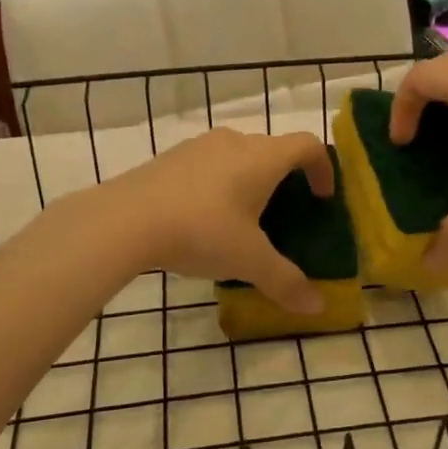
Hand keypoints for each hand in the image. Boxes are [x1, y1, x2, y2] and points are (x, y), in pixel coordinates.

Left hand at [99, 129, 334, 313]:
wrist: (124, 220)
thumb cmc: (200, 231)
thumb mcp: (248, 261)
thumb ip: (285, 281)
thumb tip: (317, 307)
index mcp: (262, 157)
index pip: (308, 145)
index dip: (323, 168)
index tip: (323, 197)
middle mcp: (234, 142)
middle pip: (272, 149)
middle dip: (285, 177)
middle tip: (284, 213)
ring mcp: (199, 146)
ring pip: (238, 155)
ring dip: (249, 179)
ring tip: (243, 217)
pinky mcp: (170, 157)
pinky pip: (209, 164)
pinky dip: (219, 183)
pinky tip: (203, 218)